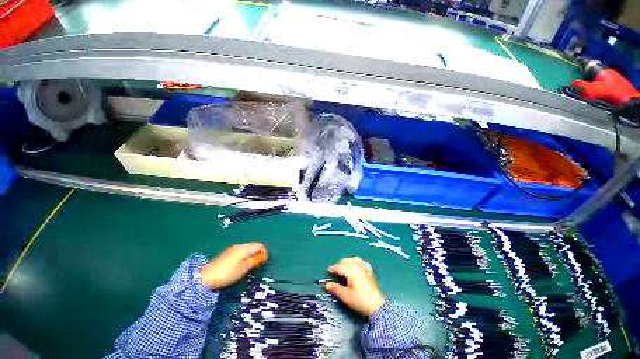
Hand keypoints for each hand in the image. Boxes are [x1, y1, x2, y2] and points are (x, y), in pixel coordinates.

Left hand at [199, 242, 266, 289]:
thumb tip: (261, 256)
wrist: (207, 276)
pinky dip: (244, 255)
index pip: (260, 245)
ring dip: (251, 254)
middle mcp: (240, 245)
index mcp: (245, 248)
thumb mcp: (244, 268)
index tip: (263, 261)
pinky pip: (240, 251)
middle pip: (254, 245)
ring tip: (249, 265)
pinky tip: (240, 264)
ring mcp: (233, 248)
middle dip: (257, 253)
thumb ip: (254, 261)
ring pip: (247, 248)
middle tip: (257, 263)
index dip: (264, 252)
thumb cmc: (229, 273)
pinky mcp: (228, 252)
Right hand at [324, 257, 384, 316]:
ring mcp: (364, 267)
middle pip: (345, 261)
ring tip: (344, 268)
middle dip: (339, 265)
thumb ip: (335, 288)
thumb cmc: (360, 300)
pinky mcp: (369, 270)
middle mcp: (358, 265)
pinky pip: (361, 262)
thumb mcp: (345, 296)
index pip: (338, 266)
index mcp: (351, 270)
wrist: (377, 306)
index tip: (328, 271)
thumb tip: (327, 284)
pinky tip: (355, 266)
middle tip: (335, 272)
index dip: (332, 269)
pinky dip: (356, 262)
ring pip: (353, 259)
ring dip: (347, 262)